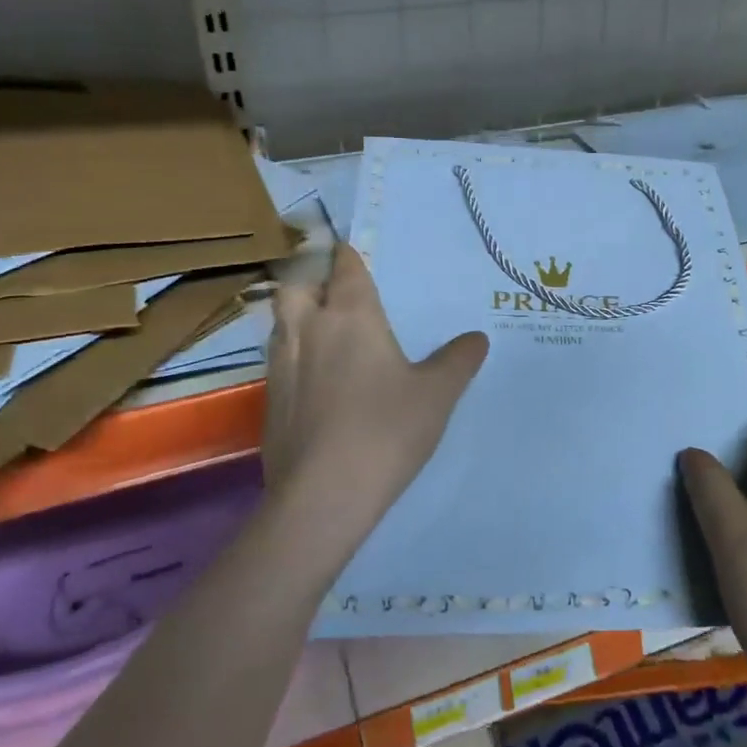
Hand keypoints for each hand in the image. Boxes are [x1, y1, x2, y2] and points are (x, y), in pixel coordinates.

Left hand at [262, 244, 488, 566]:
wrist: (324, 495)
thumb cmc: (386, 429)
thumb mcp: (437, 393)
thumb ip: (458, 360)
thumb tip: (477, 337)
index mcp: (349, 316)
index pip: (345, 267)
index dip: (349, 255)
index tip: (354, 251)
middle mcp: (307, 329)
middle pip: (297, 286)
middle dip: (312, 280)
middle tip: (335, 294)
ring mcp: (281, 365)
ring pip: (280, 323)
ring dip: (298, 317)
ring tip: (324, 333)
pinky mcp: (269, 401)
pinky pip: (278, 361)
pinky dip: (293, 357)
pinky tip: (315, 382)